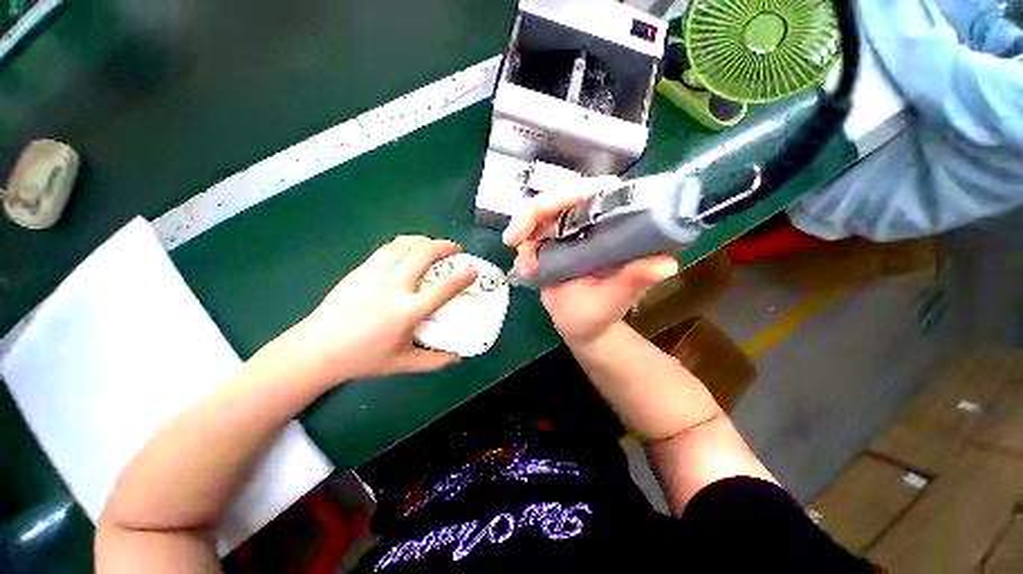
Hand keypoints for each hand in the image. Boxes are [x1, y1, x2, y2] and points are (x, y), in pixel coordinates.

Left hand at [290, 236, 477, 383]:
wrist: (317, 349)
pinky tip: (410, 249)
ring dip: (425, 241)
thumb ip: (434, 361)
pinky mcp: (361, 269)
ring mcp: (375, 274)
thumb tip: (458, 358)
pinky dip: (406, 243)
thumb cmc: (363, 359)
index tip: (474, 269)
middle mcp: (393, 287)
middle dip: (445, 246)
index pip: (443, 289)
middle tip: (456, 249)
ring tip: (435, 245)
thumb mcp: (403, 363)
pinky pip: (389, 248)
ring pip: (406, 245)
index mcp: (407, 311)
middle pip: (424, 254)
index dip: (462, 277)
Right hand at [503, 179, 678, 344]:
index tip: (550, 209)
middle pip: (562, 195)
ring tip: (522, 261)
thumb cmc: (601, 313)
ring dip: (524, 228)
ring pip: (541, 210)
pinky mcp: (551, 239)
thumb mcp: (617, 299)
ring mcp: (569, 229)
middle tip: (515, 236)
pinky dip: (522, 244)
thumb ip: (634, 281)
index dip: (574, 193)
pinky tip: (524, 268)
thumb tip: (665, 264)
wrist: (579, 325)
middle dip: (535, 211)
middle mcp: (593, 222)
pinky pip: (530, 230)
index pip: (600, 191)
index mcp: (617, 227)